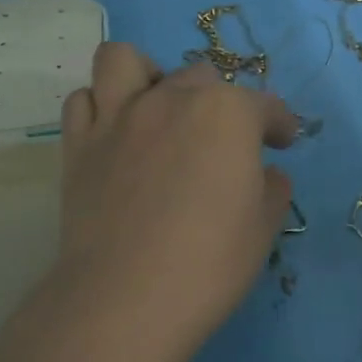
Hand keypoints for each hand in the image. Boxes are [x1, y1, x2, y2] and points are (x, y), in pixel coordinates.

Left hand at [57, 42, 297, 356]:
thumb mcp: (263, 228)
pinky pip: (82, 100)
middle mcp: (171, 99)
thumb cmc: (209, 264)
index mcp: (226, 113)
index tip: (283, 141)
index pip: (265, 106)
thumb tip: (265, 173)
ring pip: (125, 61)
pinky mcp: (78, 144)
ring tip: (157, 108)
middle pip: (201, 78)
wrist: (126, 299)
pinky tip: (115, 134)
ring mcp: (118, 117)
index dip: (280, 123)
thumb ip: (272, 189)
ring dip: (146, 76)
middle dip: (221, 104)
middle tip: (224, 142)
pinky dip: (100, 107)